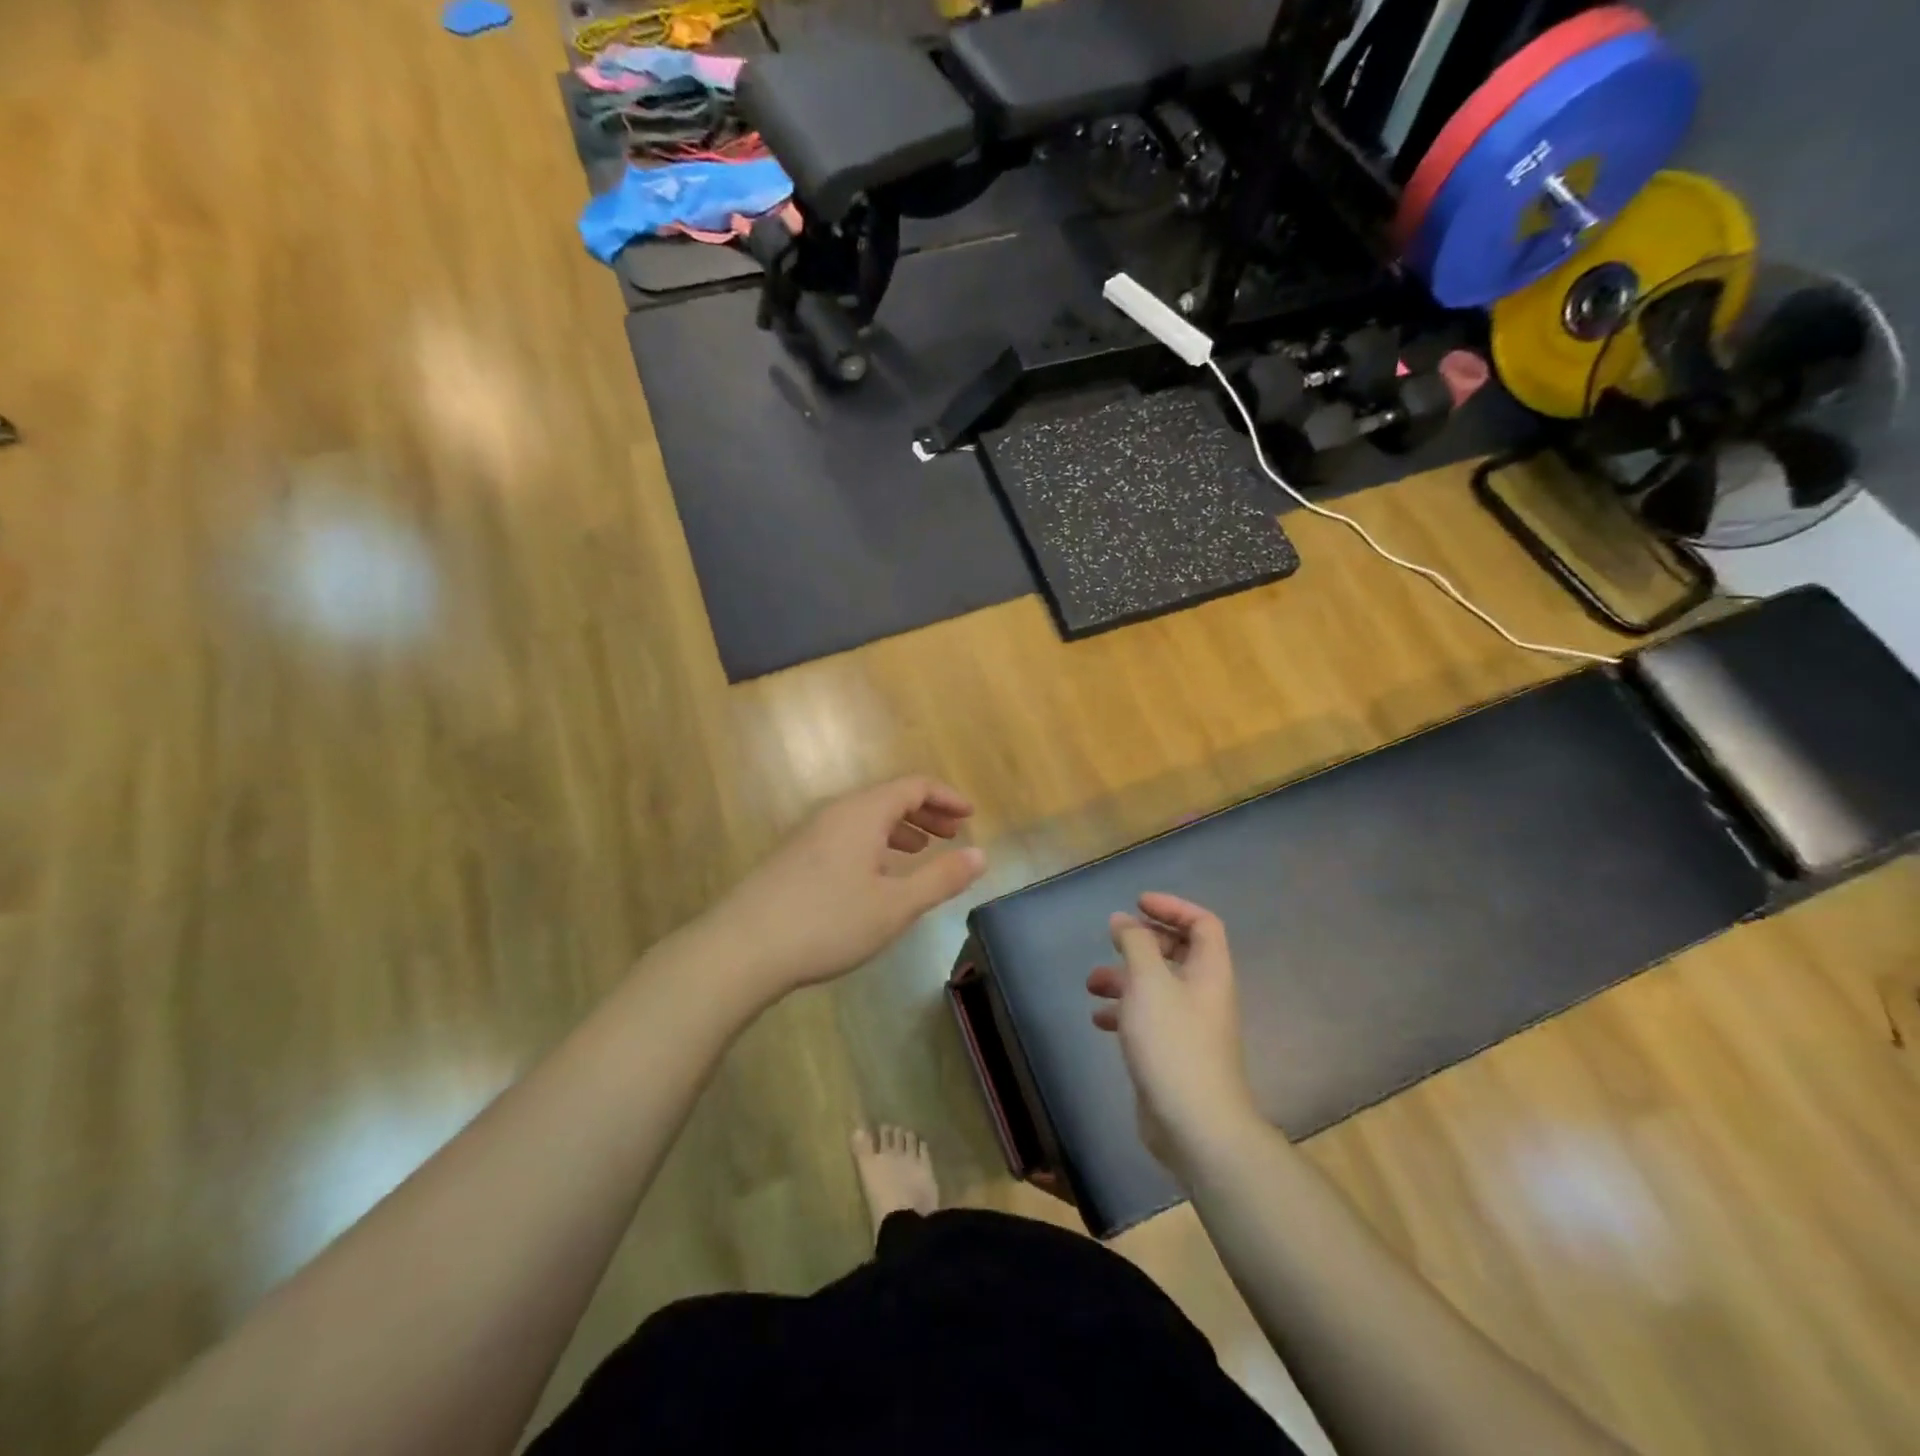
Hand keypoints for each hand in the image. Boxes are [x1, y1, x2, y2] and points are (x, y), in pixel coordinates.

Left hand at [712, 776, 985, 1001]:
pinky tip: (877, 877)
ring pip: (866, 818)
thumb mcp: (895, 906)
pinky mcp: (794, 857)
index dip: (946, 797)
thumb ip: (941, 879)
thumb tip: (981, 855)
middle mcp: (836, 813)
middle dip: (926, 813)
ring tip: (921, 853)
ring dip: (900, 829)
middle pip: (889, 798)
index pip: (914, 786)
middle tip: (953, 834)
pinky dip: (874, 844)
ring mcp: (810, 834)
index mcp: (863, 813)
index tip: (970, 816)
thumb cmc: (827, 923)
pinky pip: (846, 835)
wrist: (742, 948)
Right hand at [1087, 894, 1264, 1178]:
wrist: (1195, 1125)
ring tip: (1091, 984)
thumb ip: (1135, 943)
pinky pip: (1149, 1019)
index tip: (1137, 904)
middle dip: (1142, 943)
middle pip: (1178, 952)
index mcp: (1209, 972)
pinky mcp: (1174, 1053)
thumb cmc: (1173, 1043)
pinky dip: (1124, 1012)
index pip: (1202, 923)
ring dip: (1125, 978)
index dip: (1172, 907)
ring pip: (1157, 987)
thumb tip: (1124, 920)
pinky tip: (1099, 1021)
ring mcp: (1190, 1026)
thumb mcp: (1148, 982)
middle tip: (1113, 942)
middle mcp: (1204, 994)